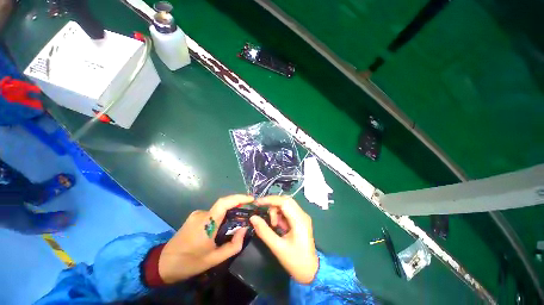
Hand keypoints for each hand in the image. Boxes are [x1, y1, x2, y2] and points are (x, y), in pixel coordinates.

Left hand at [158, 194, 253, 283]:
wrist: (163, 264)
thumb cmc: (189, 263)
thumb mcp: (214, 259)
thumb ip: (233, 245)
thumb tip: (244, 229)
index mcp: (206, 223)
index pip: (224, 203)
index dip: (239, 198)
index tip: (251, 199)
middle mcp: (202, 214)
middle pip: (224, 205)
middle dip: (238, 205)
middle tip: (248, 212)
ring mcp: (197, 214)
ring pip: (218, 210)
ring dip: (229, 213)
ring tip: (237, 223)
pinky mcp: (195, 217)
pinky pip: (213, 213)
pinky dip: (222, 216)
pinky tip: (223, 227)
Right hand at [250, 196, 318, 283]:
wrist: (311, 271)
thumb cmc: (295, 261)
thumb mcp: (277, 247)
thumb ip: (264, 231)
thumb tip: (253, 218)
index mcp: (299, 221)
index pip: (284, 202)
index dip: (270, 200)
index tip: (257, 203)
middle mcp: (302, 215)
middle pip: (285, 200)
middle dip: (273, 205)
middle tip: (265, 215)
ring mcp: (302, 216)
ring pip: (286, 204)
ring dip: (276, 211)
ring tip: (274, 225)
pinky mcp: (300, 219)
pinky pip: (288, 210)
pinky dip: (280, 215)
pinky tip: (278, 226)